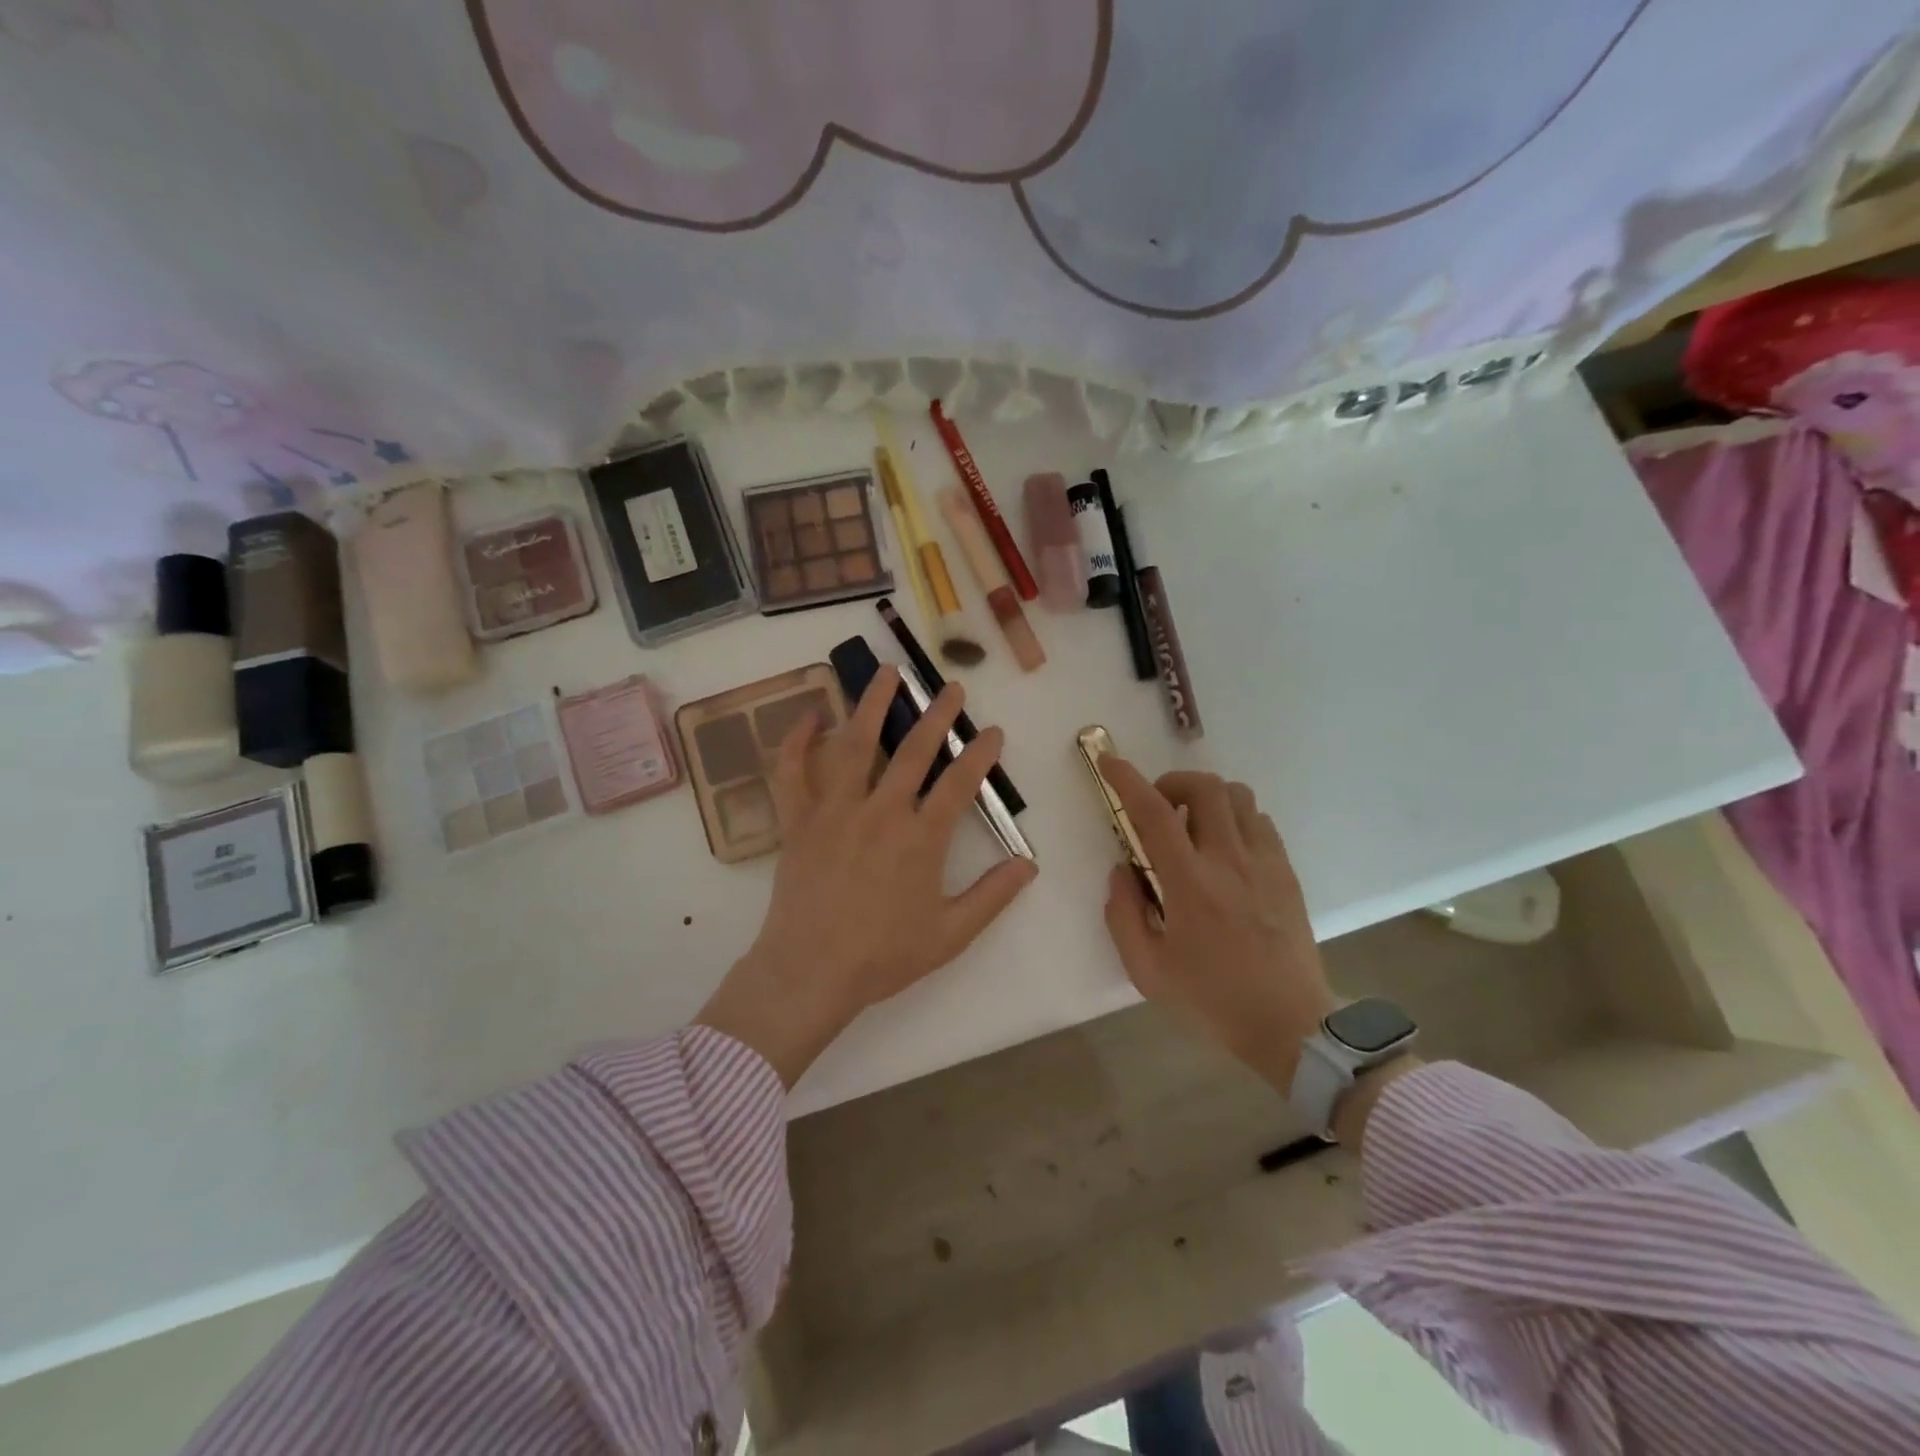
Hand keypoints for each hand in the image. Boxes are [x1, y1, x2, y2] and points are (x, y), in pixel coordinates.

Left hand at [696, 666, 1037, 1086]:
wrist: (811, 972)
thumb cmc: (883, 956)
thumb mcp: (950, 934)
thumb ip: (992, 896)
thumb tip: (1029, 864)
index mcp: (920, 839)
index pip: (959, 783)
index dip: (980, 753)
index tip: (993, 731)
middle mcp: (880, 812)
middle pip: (914, 751)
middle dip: (937, 715)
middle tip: (951, 687)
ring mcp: (835, 811)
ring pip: (855, 745)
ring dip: (873, 705)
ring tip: (886, 672)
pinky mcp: (799, 821)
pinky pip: (793, 772)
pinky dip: (799, 740)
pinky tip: (812, 714)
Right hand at [1099, 761, 1340, 1095]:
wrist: (1289, 1024)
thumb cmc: (1210, 998)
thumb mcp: (1146, 969)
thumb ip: (1123, 914)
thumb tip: (1121, 870)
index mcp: (1189, 883)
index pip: (1155, 813)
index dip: (1128, 780)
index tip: (1110, 762)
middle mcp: (1229, 860)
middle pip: (1205, 787)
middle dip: (1172, 782)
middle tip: (1158, 809)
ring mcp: (1264, 862)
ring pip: (1237, 796)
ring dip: (1206, 798)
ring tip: (1192, 826)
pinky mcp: (1286, 871)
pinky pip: (1260, 820)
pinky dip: (1235, 818)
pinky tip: (1224, 848)